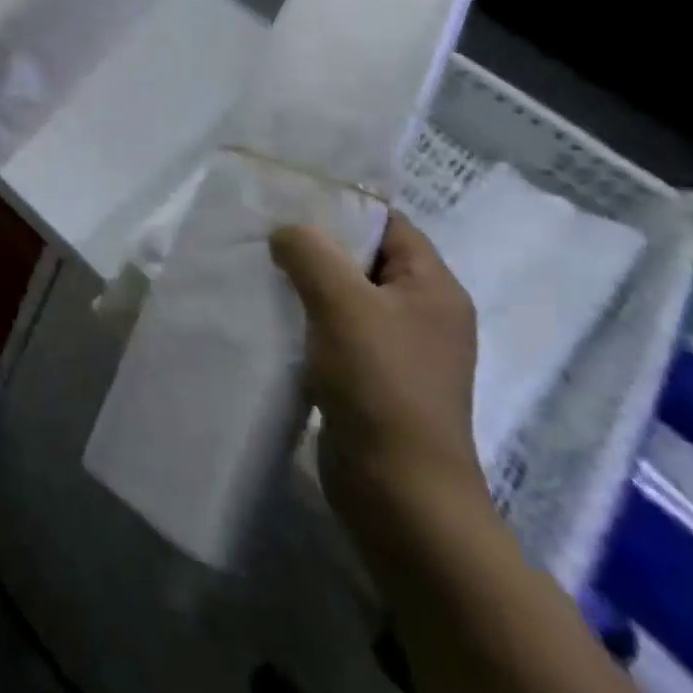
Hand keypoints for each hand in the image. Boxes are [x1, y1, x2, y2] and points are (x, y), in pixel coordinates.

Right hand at [271, 214, 488, 550]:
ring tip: (259, 267)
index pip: (388, 223)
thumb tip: (286, 231)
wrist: (400, 496)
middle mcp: (423, 313)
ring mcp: (400, 351)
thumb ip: (310, 252)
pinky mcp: (374, 381)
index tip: (289, 196)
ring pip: (346, 296)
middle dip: (316, 244)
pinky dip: (307, 319)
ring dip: (307, 283)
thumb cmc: (380, 385)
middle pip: (364, 258)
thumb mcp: (342, 303)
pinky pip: (337, 332)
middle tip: (264, 229)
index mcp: (433, 287)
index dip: (342, 204)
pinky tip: (271, 315)